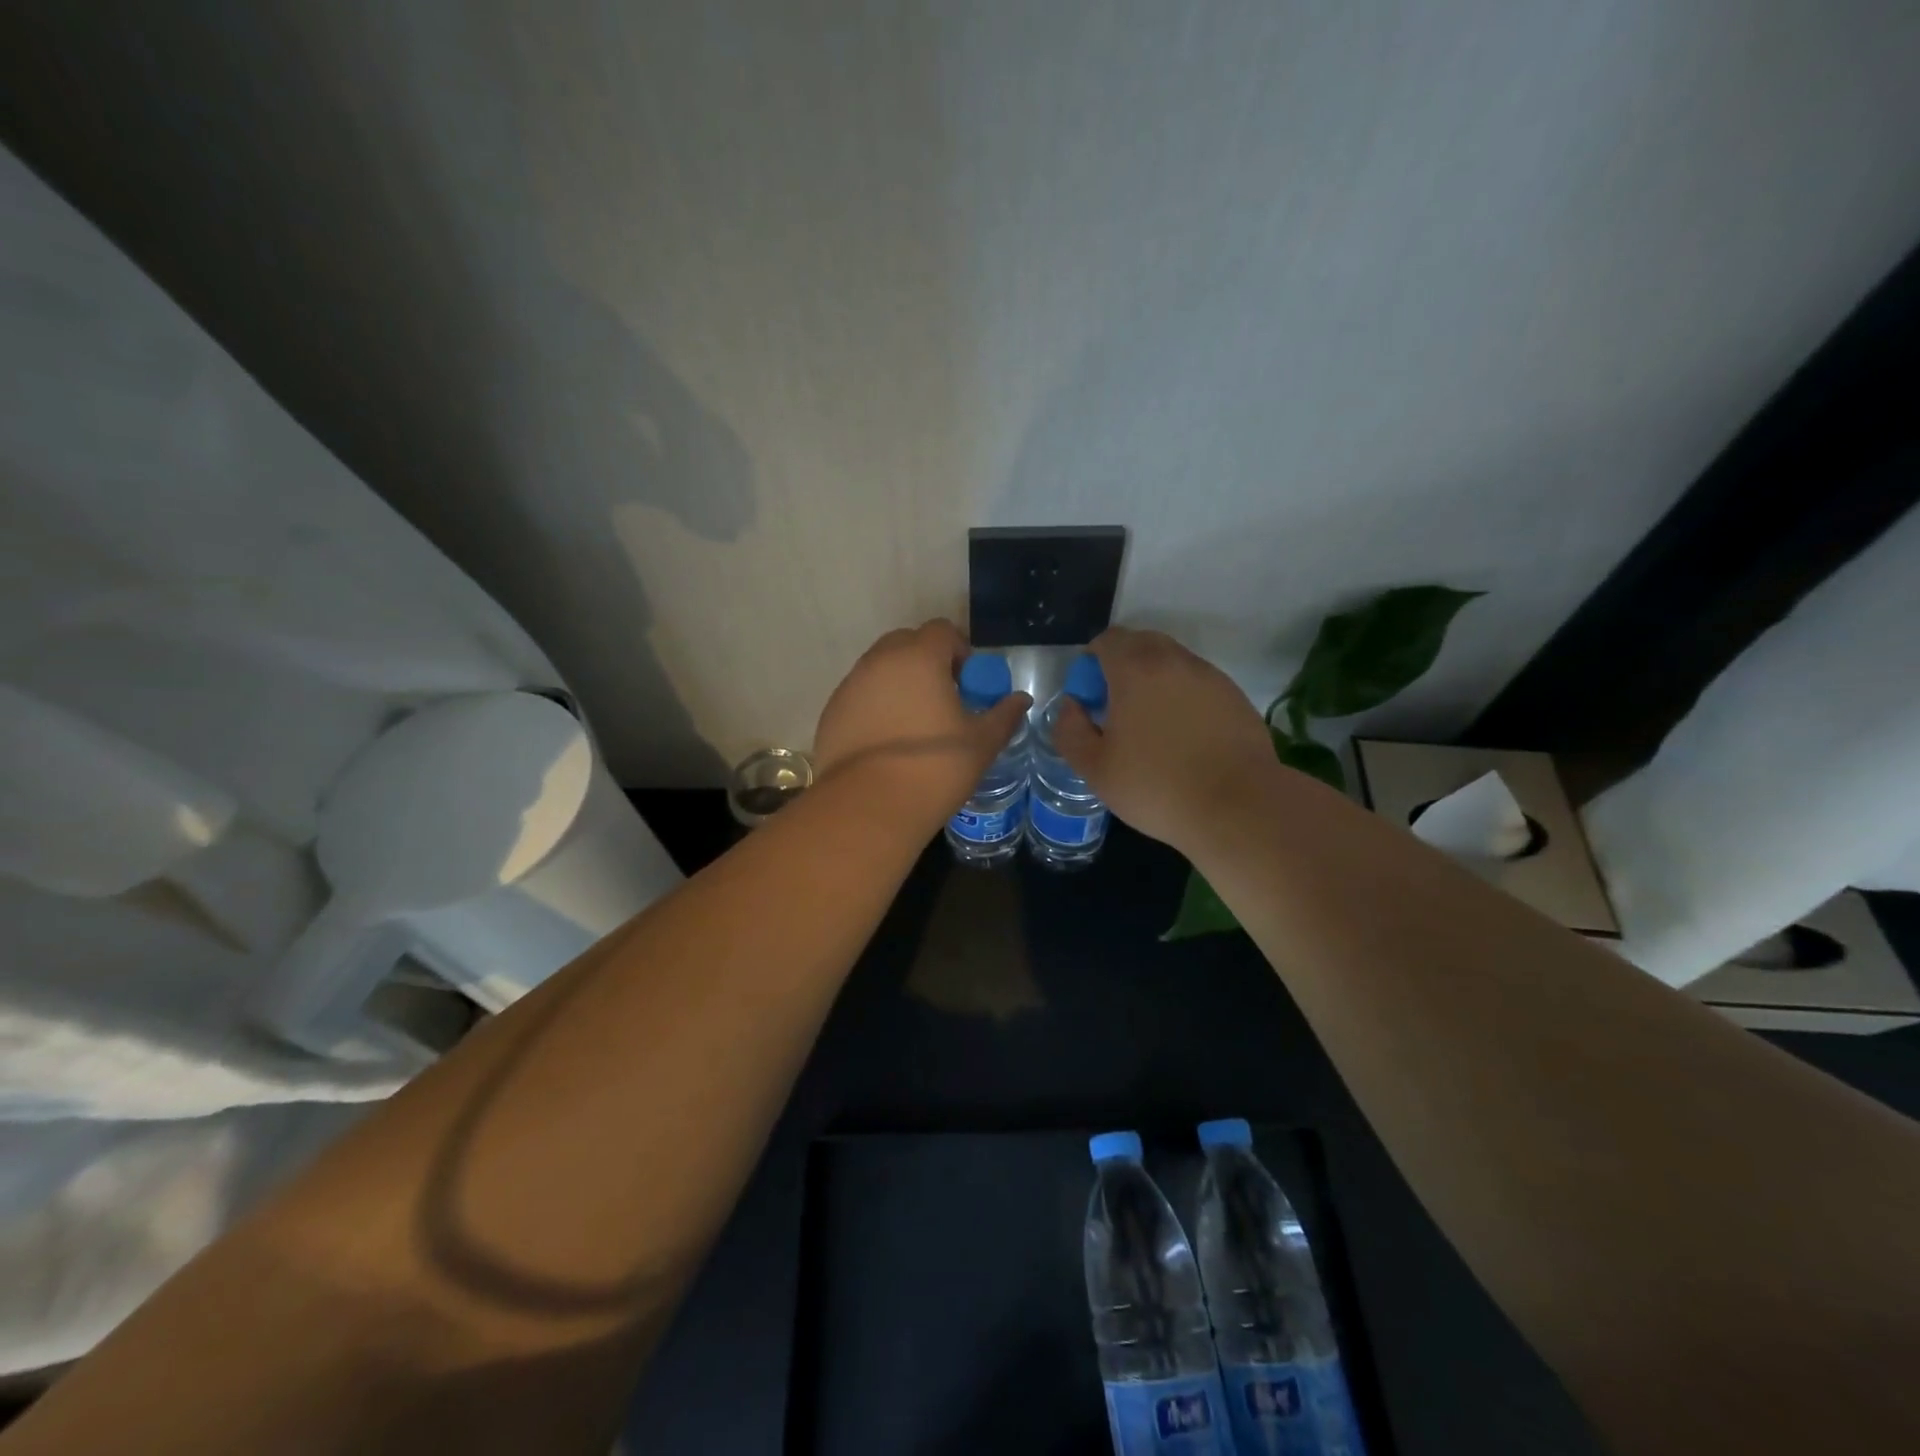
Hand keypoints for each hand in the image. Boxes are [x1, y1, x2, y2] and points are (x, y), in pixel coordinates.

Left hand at [813, 619, 1031, 828]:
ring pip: (879, 669)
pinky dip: (875, 706)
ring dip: (899, 683)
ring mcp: (850, 685)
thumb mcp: (982, 743)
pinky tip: (887, 741)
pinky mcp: (831, 712)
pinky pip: (860, 695)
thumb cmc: (935, 768)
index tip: (968, 683)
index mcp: (919, 658)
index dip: (959, 651)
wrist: (870, 807)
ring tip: (914, 723)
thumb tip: (1021, 700)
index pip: (942, 631)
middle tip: (943, 698)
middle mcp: (879, 661)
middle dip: (927, 661)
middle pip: (906, 643)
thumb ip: (1004, 715)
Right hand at [1051, 627, 1277, 851]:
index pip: (1108, 640)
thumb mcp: (1095, 768)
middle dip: (1122, 665)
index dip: (1092, 662)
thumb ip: (1070, 730)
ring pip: (1173, 662)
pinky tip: (1184, 737)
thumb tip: (1071, 707)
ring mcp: (1211, 676)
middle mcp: (1175, 661)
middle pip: (1141, 643)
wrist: (1237, 806)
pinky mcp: (1235, 697)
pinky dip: (1183, 697)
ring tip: (1152, 726)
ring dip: (1155, 681)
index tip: (1090, 697)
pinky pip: (1198, 684)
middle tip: (1117, 708)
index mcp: (1136, 669)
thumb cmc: (1156, 786)